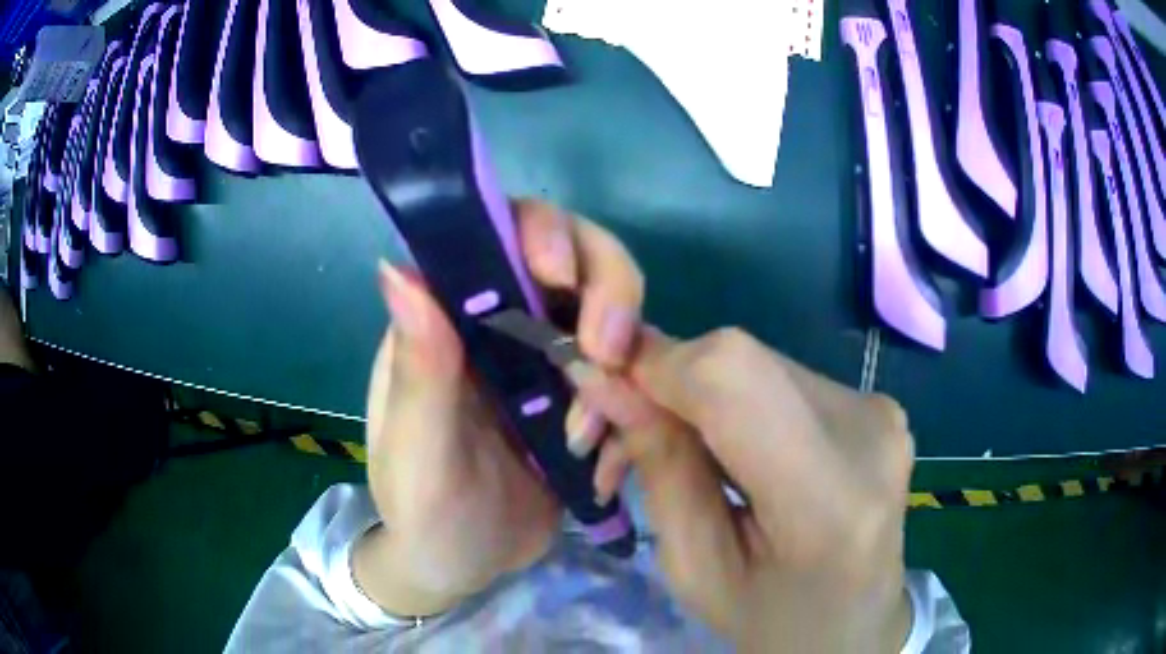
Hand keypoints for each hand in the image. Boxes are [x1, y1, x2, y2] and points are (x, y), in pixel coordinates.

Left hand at [353, 199, 644, 616]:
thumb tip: (400, 268)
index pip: (498, 236)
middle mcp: (503, 325)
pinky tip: (604, 468)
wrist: (463, 565)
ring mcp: (551, 362)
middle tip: (607, 355)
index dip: (539, 233)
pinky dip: (634, 412)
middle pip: (577, 261)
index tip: (557, 275)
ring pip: (614, 318)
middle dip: (606, 293)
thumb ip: (418, 371)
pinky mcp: (587, 402)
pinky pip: (632, 381)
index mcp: (449, 319)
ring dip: (623, 368)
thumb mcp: (416, 451)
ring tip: (589, 441)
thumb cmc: (422, 509)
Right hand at [569, 328, 914, 650]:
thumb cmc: (773, 623)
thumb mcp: (696, 570)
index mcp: (827, 498)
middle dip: (665, 383)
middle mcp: (867, 431)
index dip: (656, 362)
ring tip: (670, 449)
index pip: (731, 377)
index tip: (601, 385)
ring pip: (757, 362)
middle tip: (619, 434)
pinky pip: (783, 377)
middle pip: (740, 359)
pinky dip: (737, 401)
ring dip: (698, 394)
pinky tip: (729, 447)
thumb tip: (605, 380)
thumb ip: (659, 468)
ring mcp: (881, 410)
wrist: (857, 626)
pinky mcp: (878, 403)